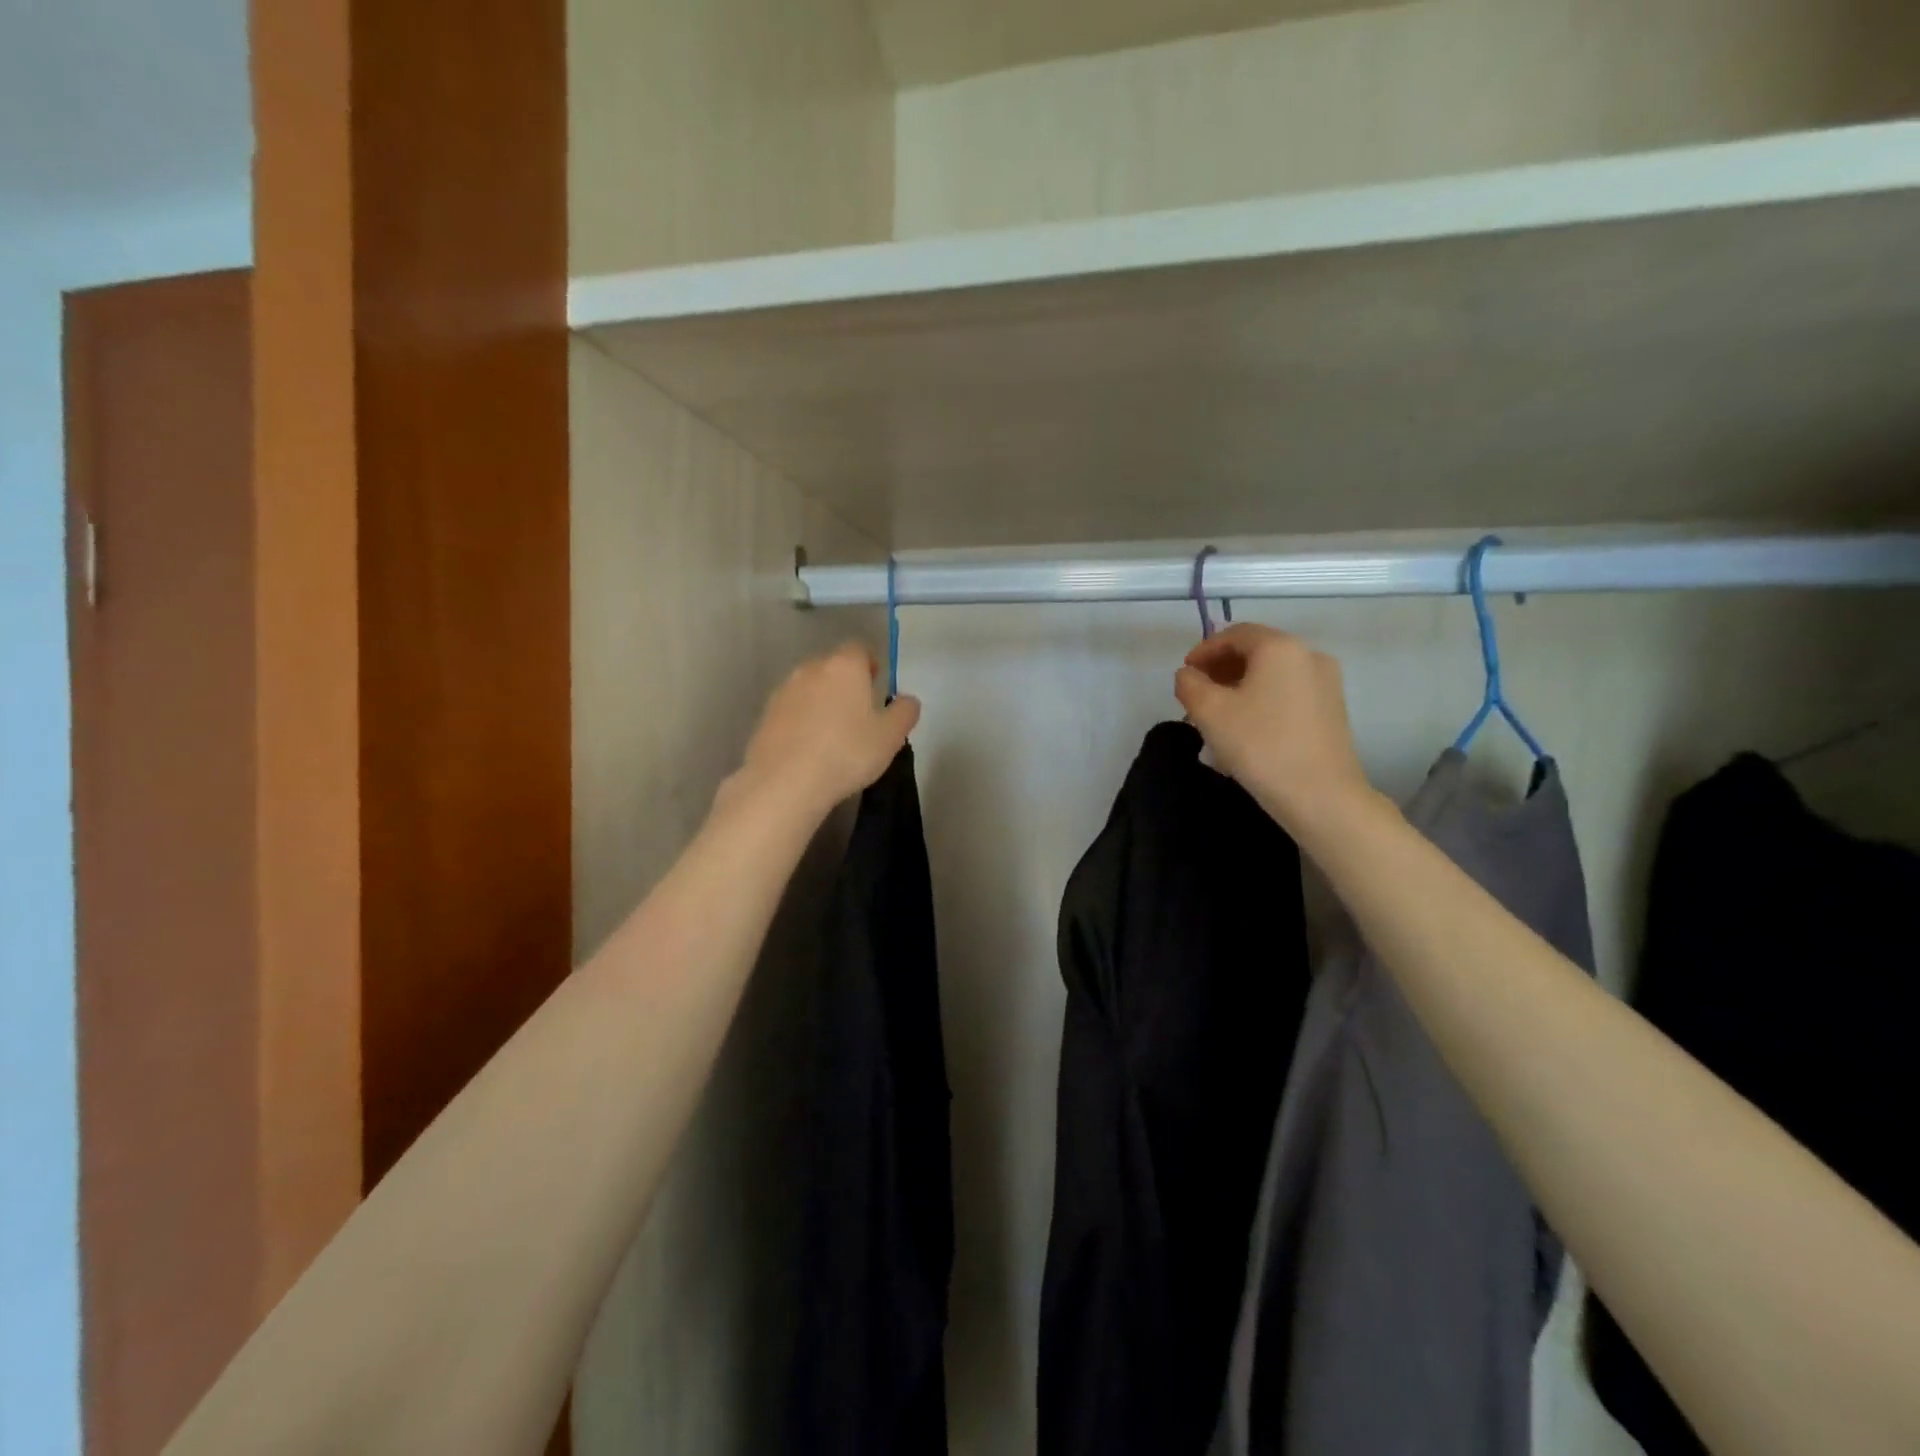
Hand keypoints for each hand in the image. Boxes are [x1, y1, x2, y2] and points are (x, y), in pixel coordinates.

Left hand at [730, 643, 920, 820]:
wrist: (785, 782)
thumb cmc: (847, 753)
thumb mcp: (890, 737)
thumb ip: (904, 712)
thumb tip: (908, 700)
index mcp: (844, 666)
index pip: (859, 648)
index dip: (870, 663)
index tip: (877, 684)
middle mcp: (810, 669)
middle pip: (832, 666)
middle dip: (846, 682)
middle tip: (859, 712)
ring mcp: (783, 691)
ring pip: (810, 687)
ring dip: (822, 701)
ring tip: (833, 732)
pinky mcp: (765, 715)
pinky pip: (792, 709)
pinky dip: (802, 720)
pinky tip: (810, 747)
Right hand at [1174, 624, 1375, 840]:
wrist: (1321, 796)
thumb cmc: (1260, 746)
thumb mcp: (1209, 712)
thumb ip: (1189, 684)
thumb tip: (1188, 675)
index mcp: (1280, 647)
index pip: (1235, 634)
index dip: (1204, 650)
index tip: (1185, 673)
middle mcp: (1308, 654)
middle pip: (1257, 650)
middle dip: (1222, 667)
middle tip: (1197, 693)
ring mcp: (1326, 682)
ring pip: (1273, 673)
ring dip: (1241, 684)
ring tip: (1218, 713)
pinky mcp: (1332, 709)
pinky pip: (1288, 691)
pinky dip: (1263, 698)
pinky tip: (1247, 726)